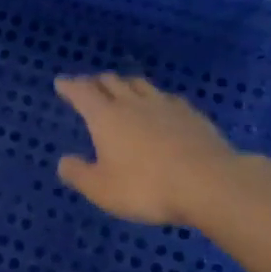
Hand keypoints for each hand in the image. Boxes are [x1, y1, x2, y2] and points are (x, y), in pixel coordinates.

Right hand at [54, 73, 241, 225]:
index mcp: (106, 117)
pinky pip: (166, 97)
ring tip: (122, 89)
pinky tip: (160, 106)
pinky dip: (154, 98)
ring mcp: (165, 105)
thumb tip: (64, 161)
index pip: (82, 92)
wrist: (209, 184)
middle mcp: (133, 103)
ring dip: (126, 84)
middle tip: (89, 86)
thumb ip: (79, 174)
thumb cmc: (146, 188)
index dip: (70, 86)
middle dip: (96, 82)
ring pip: (139, 84)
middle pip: (111, 82)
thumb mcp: (102, 190)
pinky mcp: (191, 114)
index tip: (61, 82)